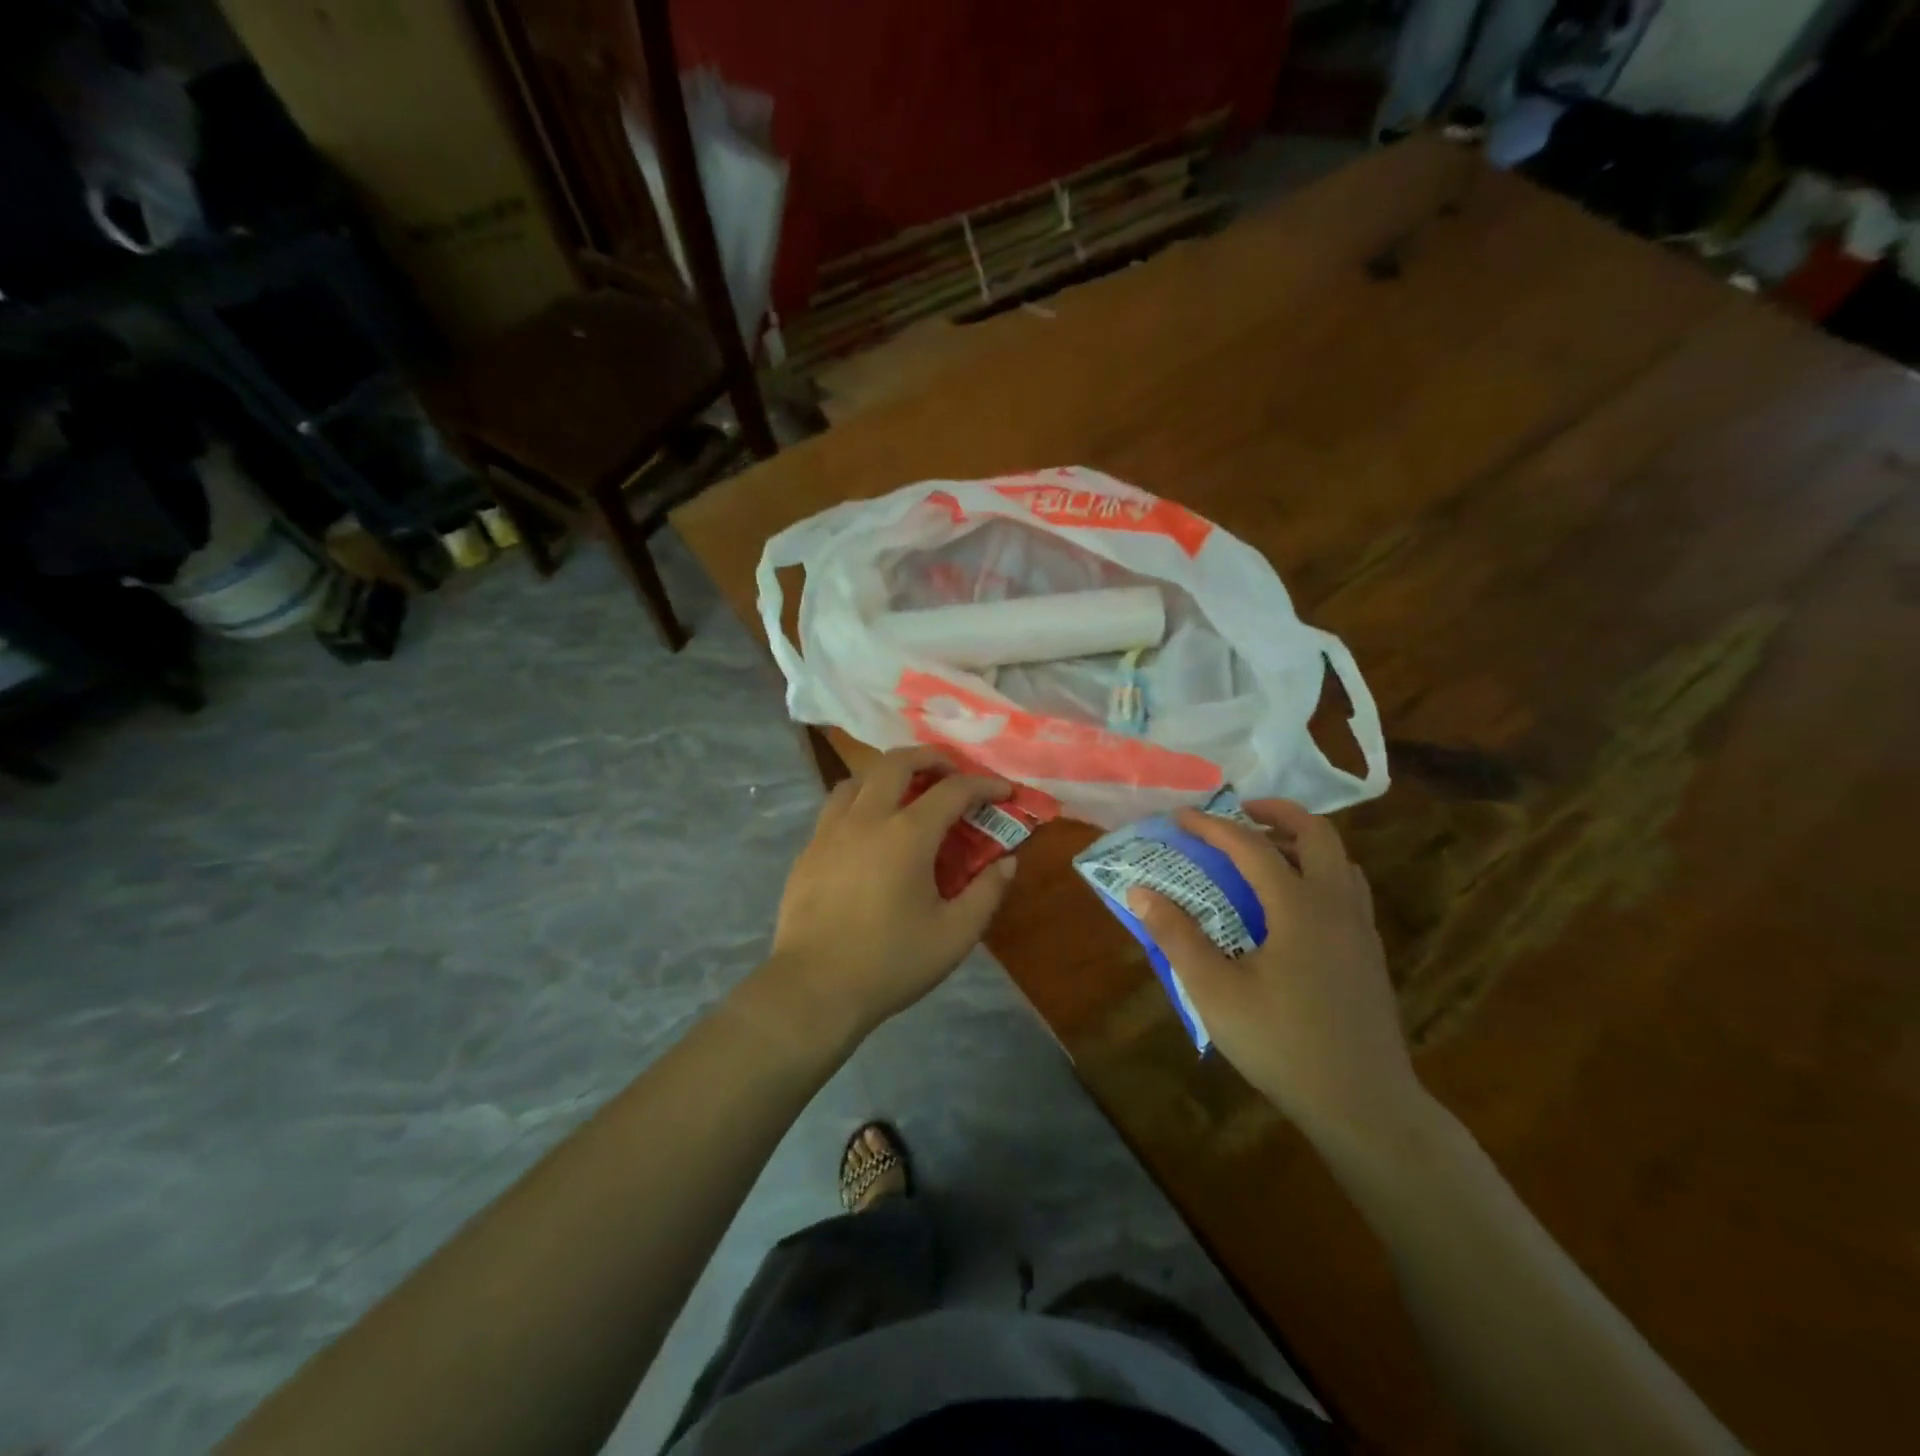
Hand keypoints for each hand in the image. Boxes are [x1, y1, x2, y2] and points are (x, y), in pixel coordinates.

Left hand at [764, 746, 1018, 1042]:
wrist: (814, 988)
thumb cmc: (891, 962)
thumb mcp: (955, 935)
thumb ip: (987, 893)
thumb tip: (1008, 862)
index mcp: (908, 834)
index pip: (953, 790)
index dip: (984, 785)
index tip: (1004, 791)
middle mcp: (867, 818)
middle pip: (898, 761)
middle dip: (931, 758)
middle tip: (951, 773)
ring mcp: (831, 830)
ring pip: (859, 778)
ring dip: (889, 775)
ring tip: (907, 795)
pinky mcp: (809, 849)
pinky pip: (836, 806)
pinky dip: (860, 801)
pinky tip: (869, 830)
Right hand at [1127, 801, 1426, 1155]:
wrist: (1363, 1105)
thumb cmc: (1282, 1044)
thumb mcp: (1214, 991)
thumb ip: (1177, 936)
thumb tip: (1141, 892)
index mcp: (1299, 908)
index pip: (1252, 846)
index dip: (1212, 826)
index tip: (1180, 817)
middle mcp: (1336, 906)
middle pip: (1317, 833)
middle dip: (1276, 812)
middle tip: (1239, 813)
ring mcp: (1361, 929)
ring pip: (1340, 859)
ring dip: (1302, 840)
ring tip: (1265, 851)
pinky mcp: (1369, 954)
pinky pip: (1348, 888)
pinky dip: (1319, 871)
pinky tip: (1292, 903)